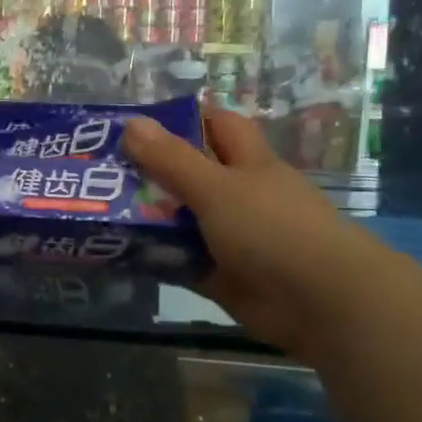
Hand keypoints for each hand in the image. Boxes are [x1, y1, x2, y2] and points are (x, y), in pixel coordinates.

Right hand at [124, 106, 371, 352]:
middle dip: (152, 170)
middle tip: (101, 169)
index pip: (216, 126)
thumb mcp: (216, 187)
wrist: (323, 303)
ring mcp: (232, 238)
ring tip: (98, 209)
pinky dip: (154, 257)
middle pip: (191, 174)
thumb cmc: (272, 228)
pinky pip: (180, 261)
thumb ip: (172, 159)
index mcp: (248, 163)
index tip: (139, 123)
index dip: (184, 118)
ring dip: (148, 216)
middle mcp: (240, 196)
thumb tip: (132, 122)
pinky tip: (116, 252)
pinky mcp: (223, 276)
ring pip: (182, 220)